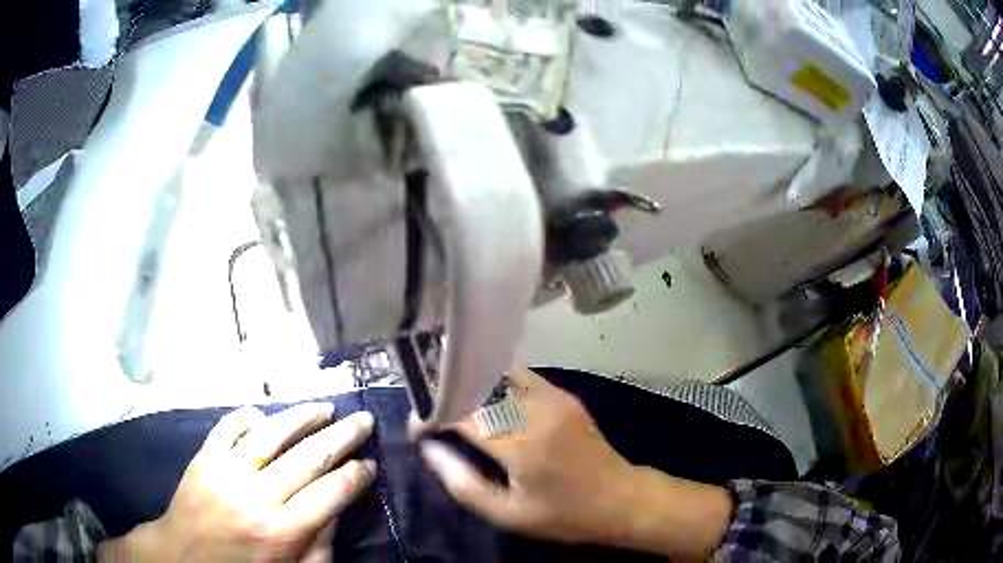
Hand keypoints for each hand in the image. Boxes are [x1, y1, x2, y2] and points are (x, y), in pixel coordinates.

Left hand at [99, 403, 375, 562]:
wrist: (184, 556)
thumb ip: (320, 546)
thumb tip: (337, 508)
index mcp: (283, 530)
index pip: (331, 492)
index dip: (357, 475)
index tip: (371, 464)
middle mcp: (257, 495)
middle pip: (309, 456)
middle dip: (343, 436)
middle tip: (364, 420)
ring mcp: (227, 470)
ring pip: (272, 433)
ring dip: (303, 417)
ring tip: (326, 408)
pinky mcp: (204, 456)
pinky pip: (230, 426)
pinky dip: (249, 416)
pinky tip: (266, 414)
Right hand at [421, 370, 733, 559]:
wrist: (620, 499)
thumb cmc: (563, 516)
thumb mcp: (507, 514)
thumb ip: (463, 483)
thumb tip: (430, 449)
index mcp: (522, 444)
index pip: (463, 414)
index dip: (434, 415)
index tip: (418, 427)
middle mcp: (537, 410)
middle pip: (480, 385)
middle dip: (448, 392)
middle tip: (430, 408)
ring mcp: (555, 397)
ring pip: (500, 374)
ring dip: (472, 384)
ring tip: (452, 401)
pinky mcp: (564, 395)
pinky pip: (520, 378)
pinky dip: (496, 384)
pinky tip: (485, 401)